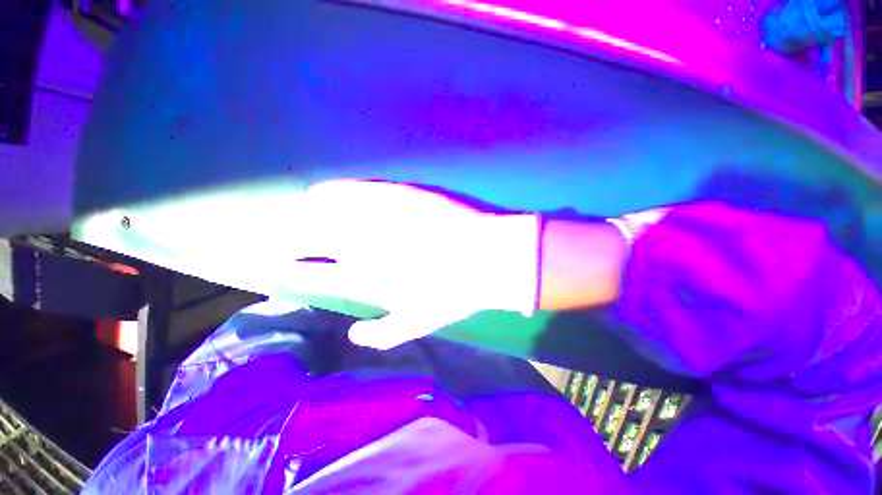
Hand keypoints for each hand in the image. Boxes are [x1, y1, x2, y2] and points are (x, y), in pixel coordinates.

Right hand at [284, 180, 540, 349]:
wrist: (488, 258)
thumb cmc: (455, 293)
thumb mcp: (419, 323)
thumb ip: (383, 334)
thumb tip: (354, 333)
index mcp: (364, 277)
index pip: (312, 273)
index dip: (290, 269)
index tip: (277, 265)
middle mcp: (360, 245)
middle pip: (308, 239)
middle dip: (289, 238)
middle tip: (280, 236)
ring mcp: (377, 217)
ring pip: (323, 211)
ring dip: (305, 213)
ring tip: (298, 210)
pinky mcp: (396, 194)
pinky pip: (354, 190)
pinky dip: (333, 191)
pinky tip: (322, 191)